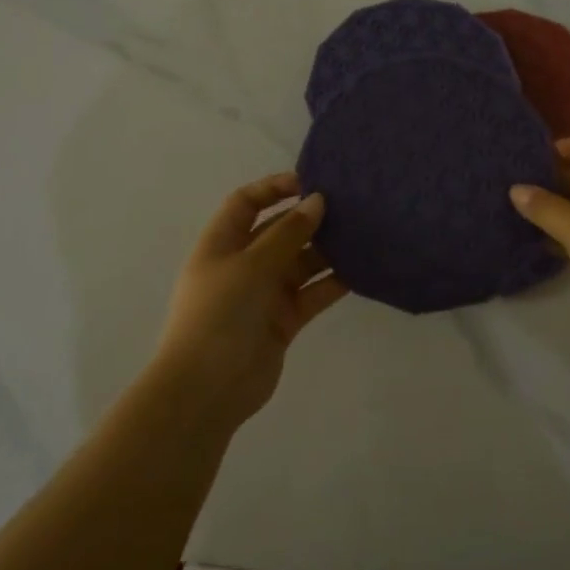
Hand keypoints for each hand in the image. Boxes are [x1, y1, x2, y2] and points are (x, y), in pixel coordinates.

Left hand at [151, 174, 347, 429]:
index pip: (246, 203)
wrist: (207, 388)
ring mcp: (264, 293)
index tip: (311, 181)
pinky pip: (312, 292)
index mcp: (222, 243)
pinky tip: (361, 271)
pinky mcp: (284, 320)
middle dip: (310, 219)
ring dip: (327, 250)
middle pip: (279, 230)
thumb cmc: (220, 315)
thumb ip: (288, 233)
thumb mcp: (252, 265)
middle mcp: (243, 264)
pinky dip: (333, 282)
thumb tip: (318, 201)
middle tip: (350, 207)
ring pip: (301, 262)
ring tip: (363, 235)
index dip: (274, 188)